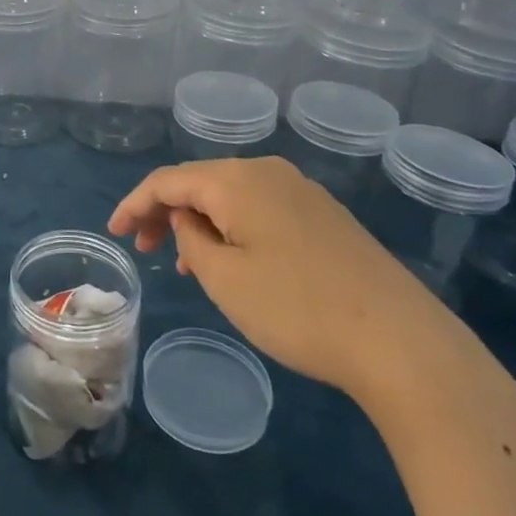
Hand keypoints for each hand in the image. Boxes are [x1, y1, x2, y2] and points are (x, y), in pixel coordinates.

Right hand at [108, 158, 481, 408]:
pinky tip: (234, 261)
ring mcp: (302, 192)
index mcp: (237, 179)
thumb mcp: (225, 278)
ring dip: (201, 222)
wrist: (402, 342)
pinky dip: (233, 228)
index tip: (114, 232)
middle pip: (201, 182)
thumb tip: (189, 218)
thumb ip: (192, 239)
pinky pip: (261, 210)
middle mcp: (268, 172)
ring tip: (187, 264)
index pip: (168, 180)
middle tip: (145, 249)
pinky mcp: (325, 217)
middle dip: (166, 212)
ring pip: (232, 196)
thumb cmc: (298, 309)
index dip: (134, 203)